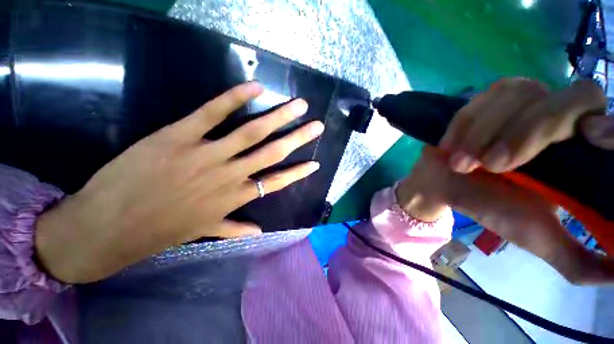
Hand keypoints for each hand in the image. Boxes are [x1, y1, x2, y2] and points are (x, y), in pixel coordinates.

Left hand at [34, 82, 323, 283]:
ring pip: (253, 132)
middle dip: (299, 138)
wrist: (108, 227)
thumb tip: (260, 232)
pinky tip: (256, 88)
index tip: (316, 162)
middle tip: (317, 125)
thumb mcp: (202, 231)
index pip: (278, 181)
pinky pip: (213, 113)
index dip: (299, 172)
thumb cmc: (159, 230)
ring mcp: (207, 153)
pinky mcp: (179, 135)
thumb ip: (235, 228)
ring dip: (279, 117)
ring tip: (299, 105)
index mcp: (235, 197)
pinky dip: (235, 99)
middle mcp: (230, 175)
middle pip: (274, 152)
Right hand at [398, 79, 613, 283]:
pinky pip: (483, 99)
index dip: (609, 124)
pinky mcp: (487, 97)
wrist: (443, 184)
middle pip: (573, 99)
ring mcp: (523, 100)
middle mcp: (561, 116)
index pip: (613, 121)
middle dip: (531, 133)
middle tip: (494, 165)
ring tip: (462, 164)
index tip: (591, 138)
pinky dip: (465, 126)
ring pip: (521, 96)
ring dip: (485, 134)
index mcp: (581, 150)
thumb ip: (580, 263)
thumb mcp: (538, 238)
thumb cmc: (491, 207)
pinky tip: (452, 146)